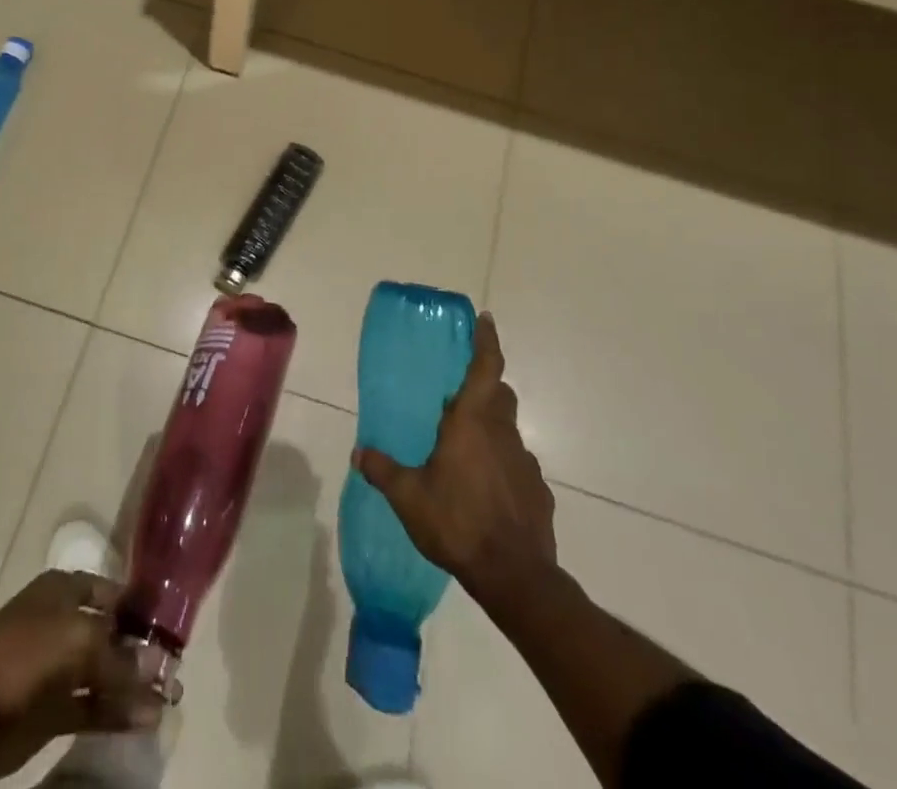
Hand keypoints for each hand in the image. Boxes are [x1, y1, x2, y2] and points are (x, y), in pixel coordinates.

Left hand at [0, 570, 163, 788]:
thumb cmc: (16, 659)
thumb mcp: (74, 644)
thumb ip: (119, 661)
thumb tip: (159, 677)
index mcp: (66, 590)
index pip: (116, 593)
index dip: (144, 611)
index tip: (177, 632)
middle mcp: (64, 623)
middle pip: (113, 635)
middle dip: (144, 653)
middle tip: (179, 674)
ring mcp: (57, 670)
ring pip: (105, 675)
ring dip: (134, 688)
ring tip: (171, 702)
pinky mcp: (50, 714)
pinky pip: (92, 709)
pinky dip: (117, 715)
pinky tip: (145, 722)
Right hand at [354, 312, 558, 606]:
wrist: (515, 577)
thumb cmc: (457, 522)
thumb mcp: (408, 497)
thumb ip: (382, 470)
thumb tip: (359, 453)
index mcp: (472, 421)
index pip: (486, 366)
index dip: (487, 340)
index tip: (486, 319)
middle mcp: (503, 433)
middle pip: (499, 395)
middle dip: (484, 387)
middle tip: (458, 396)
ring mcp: (525, 463)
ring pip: (509, 431)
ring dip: (491, 430)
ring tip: (466, 451)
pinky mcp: (538, 492)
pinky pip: (517, 467)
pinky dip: (502, 467)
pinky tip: (486, 491)